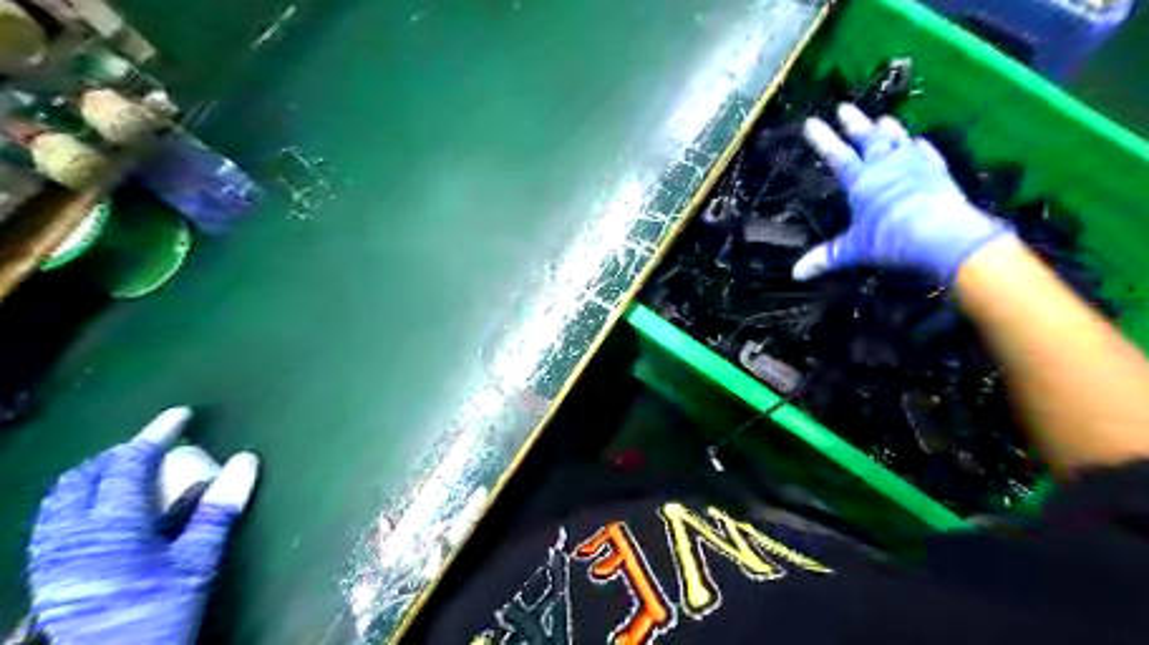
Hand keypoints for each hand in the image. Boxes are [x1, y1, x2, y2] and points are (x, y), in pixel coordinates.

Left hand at [26, 409, 258, 644]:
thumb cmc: (159, 613)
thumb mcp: (198, 562)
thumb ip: (219, 508)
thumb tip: (246, 459)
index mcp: (110, 527)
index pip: (129, 464)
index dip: (156, 433)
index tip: (182, 414)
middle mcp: (70, 534)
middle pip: (84, 476)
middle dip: (120, 452)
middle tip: (156, 444)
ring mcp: (51, 555)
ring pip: (61, 497)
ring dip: (96, 473)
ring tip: (130, 470)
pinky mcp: (47, 572)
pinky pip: (54, 518)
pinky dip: (81, 498)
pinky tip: (105, 510)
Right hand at [792, 103, 1011, 281]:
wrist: (945, 235)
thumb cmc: (892, 240)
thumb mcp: (854, 251)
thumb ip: (826, 258)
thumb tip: (796, 274)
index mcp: (862, 181)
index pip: (837, 156)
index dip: (823, 140)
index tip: (812, 122)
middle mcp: (887, 167)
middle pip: (868, 139)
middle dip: (854, 124)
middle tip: (844, 107)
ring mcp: (915, 166)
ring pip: (898, 141)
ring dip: (889, 130)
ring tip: (884, 118)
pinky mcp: (939, 174)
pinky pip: (928, 154)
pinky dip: (922, 147)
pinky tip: (921, 141)